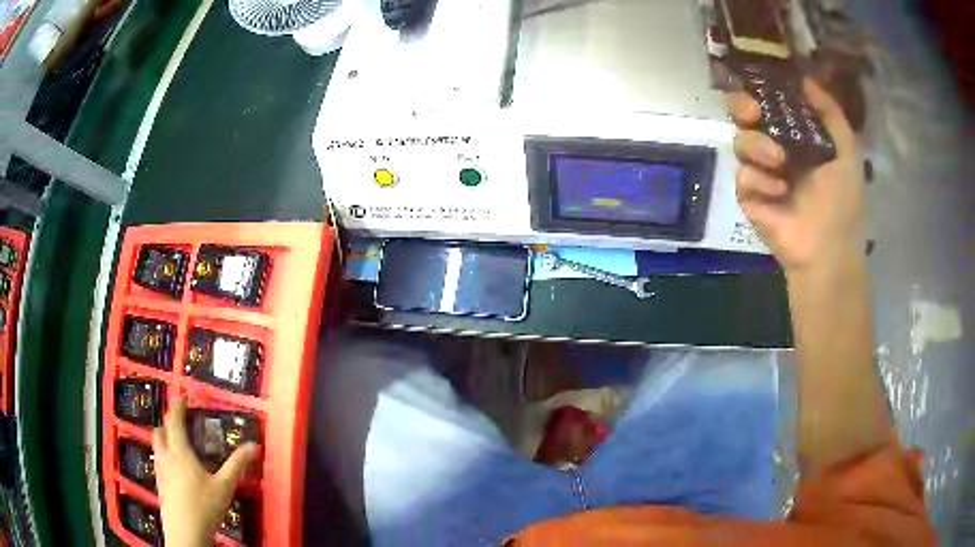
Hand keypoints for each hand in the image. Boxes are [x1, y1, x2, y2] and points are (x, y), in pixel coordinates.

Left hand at [153, 395, 259, 546]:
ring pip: (156, 445)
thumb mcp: (224, 487)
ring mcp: (160, 471)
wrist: (185, 534)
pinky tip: (176, 469)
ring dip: (164, 437)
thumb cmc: (204, 507)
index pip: (174, 420)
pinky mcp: (159, 485)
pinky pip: (158, 461)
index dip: (178, 405)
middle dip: (169, 421)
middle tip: (181, 421)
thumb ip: (237, 465)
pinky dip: (164, 455)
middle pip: (160, 430)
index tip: (185, 397)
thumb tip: (254, 446)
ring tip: (178, 443)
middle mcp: (165, 457)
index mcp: (179, 452)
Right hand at [725, 79, 863, 272]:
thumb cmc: (842, 200)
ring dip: (758, 146)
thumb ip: (830, 113)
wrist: (828, 248)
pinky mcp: (748, 196)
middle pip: (744, 116)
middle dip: (743, 107)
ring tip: (779, 162)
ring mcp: (760, 172)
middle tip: (753, 112)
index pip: (770, 103)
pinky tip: (778, 193)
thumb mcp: (846, 150)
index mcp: (796, 136)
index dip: (761, 89)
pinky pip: (742, 175)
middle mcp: (774, 148)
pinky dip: (759, 180)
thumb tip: (805, 78)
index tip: (760, 82)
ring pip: (740, 141)